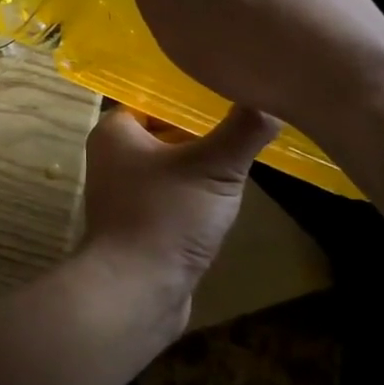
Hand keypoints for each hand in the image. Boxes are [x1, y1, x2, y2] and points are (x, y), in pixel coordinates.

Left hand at [80, 103, 279, 318]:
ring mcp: (124, 190)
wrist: (137, 289)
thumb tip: (271, 100)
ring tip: (244, 160)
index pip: (156, 98)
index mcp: (114, 130)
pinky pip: (172, 195)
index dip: (192, 98)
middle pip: (166, 131)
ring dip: (203, 168)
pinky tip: (225, 200)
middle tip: (246, 128)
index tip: (232, 95)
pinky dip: (196, 196)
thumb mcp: (214, 167)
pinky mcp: (139, 220)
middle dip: (203, 134)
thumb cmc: (167, 216)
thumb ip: (243, 130)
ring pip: (172, 165)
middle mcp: (112, 155)